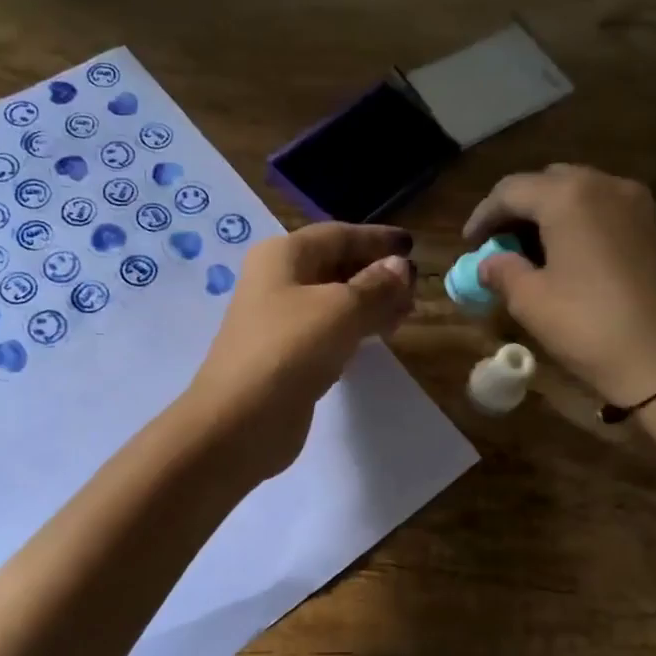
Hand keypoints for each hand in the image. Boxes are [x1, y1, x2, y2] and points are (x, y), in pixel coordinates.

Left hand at [186, 223, 416, 478]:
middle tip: (415, 289)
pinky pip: (327, 332)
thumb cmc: (291, 349)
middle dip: (377, 274)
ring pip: (333, 301)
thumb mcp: (342, 309)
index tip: (413, 247)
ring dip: (369, 303)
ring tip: (406, 314)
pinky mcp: (286, 357)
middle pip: (335, 266)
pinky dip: (354, 330)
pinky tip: (377, 339)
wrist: (240, 419)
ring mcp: (279, 321)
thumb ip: (376, 286)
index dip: (377, 239)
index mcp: (283, 256)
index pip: (338, 235)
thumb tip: (401, 267)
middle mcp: (277, 281)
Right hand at [464, 165, 655, 406]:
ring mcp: (637, 204)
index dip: (483, 215)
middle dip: (518, 208)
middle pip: (548, 182)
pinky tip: (567, 254)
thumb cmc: (587, 325)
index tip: (468, 243)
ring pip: (580, 192)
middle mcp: (605, 185)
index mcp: (569, 197)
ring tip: (530, 249)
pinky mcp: (654, 227)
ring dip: (549, 213)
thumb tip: (488, 263)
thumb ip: (502, 271)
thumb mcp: (530, 300)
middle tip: (498, 242)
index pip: (512, 190)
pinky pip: (605, 209)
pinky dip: (579, 222)